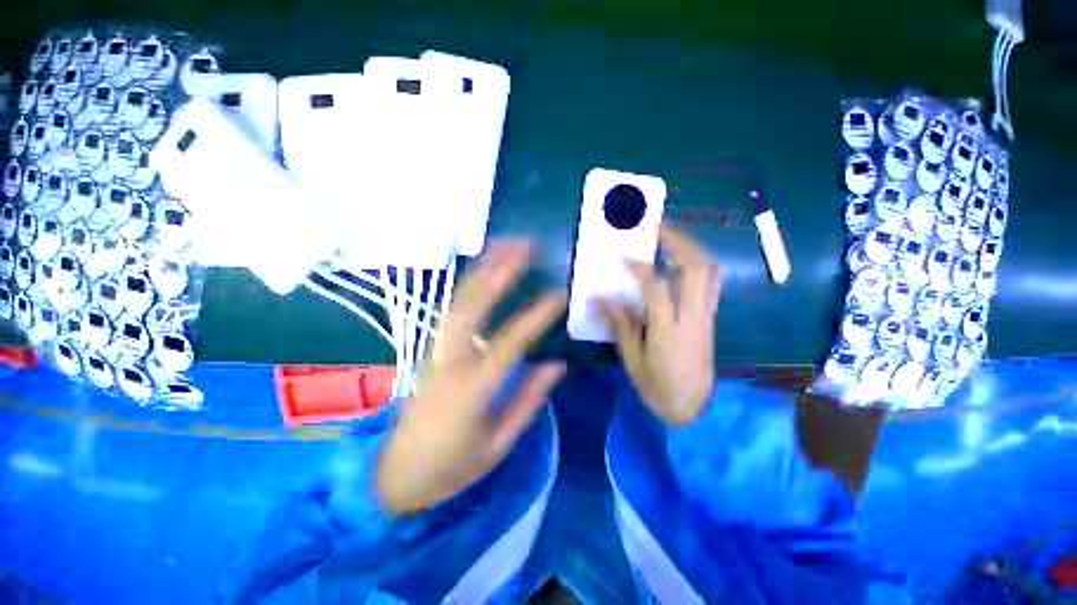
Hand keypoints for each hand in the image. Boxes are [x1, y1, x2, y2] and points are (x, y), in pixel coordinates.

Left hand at [376, 241, 566, 514]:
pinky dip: (467, 285)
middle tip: (525, 247)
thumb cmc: (451, 467)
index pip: (510, 342)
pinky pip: (451, 310)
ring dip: (481, 271)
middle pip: (473, 307)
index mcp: (471, 389)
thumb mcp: (498, 444)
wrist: (395, 476)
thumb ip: (528, 399)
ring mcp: (435, 352)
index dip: (537, 316)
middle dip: (499, 273)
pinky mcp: (430, 350)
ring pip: (458, 301)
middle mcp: (450, 361)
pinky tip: (482, 271)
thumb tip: (556, 364)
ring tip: (504, 246)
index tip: (559, 295)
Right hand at [599, 225, 721, 426]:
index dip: (639, 267)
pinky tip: (680, 261)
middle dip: (677, 242)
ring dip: (690, 248)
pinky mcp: (711, 318)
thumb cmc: (657, 387)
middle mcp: (693, 318)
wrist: (693, 408)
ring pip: (709, 272)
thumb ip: (620, 325)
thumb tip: (601, 298)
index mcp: (669, 332)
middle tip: (655, 229)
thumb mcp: (632, 360)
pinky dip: (697, 264)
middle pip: (696, 269)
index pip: (657, 288)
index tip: (623, 257)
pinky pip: (711, 282)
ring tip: (668, 239)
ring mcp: (706, 316)